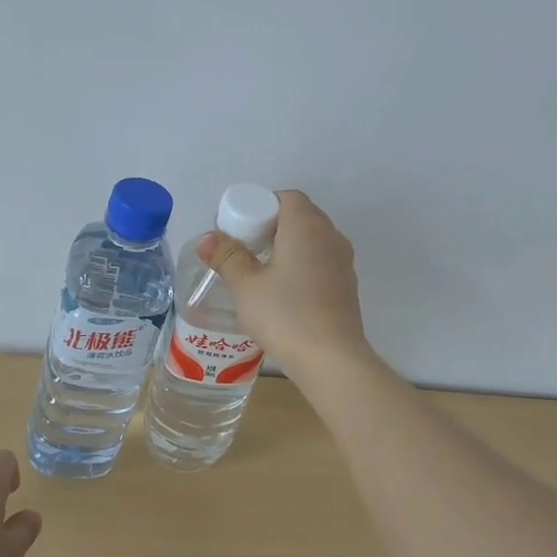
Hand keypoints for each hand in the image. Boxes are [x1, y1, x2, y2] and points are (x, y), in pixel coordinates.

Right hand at [200, 190, 371, 377]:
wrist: (331, 359)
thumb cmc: (285, 315)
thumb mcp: (246, 286)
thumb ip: (227, 257)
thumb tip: (207, 237)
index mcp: (306, 226)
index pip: (287, 197)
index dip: (263, 206)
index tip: (243, 229)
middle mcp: (331, 236)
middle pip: (302, 216)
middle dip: (274, 226)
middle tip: (248, 250)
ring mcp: (344, 262)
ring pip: (315, 241)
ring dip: (291, 248)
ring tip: (264, 272)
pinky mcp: (349, 287)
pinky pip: (323, 263)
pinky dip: (305, 267)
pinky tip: (287, 293)